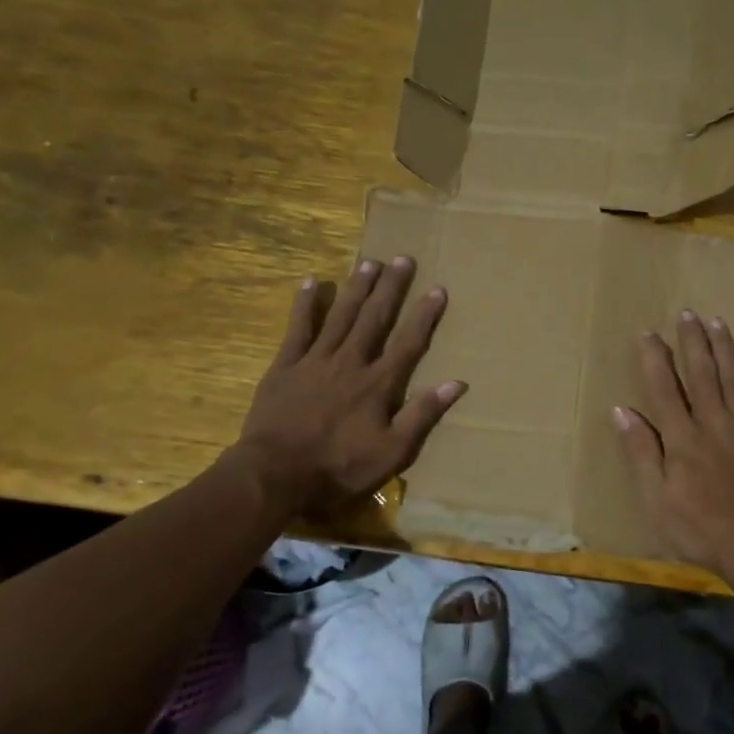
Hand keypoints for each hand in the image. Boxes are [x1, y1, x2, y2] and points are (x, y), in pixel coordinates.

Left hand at [234, 256, 465, 512]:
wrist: (276, 474)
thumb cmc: (339, 467)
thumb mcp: (392, 452)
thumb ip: (422, 415)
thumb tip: (457, 383)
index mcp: (379, 384)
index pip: (408, 343)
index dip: (424, 316)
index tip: (437, 289)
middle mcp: (351, 363)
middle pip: (375, 319)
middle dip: (390, 289)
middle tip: (402, 259)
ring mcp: (316, 361)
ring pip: (341, 317)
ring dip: (356, 289)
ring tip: (369, 263)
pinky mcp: (285, 366)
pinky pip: (298, 329)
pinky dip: (305, 305)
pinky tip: (313, 282)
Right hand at [613, 311, 733, 579]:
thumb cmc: (698, 527)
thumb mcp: (656, 497)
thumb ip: (641, 451)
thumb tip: (621, 411)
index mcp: (681, 436)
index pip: (664, 387)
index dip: (654, 358)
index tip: (648, 332)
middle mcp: (712, 421)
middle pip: (701, 372)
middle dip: (692, 341)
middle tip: (687, 313)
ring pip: (733, 376)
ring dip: (723, 347)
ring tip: (716, 322)